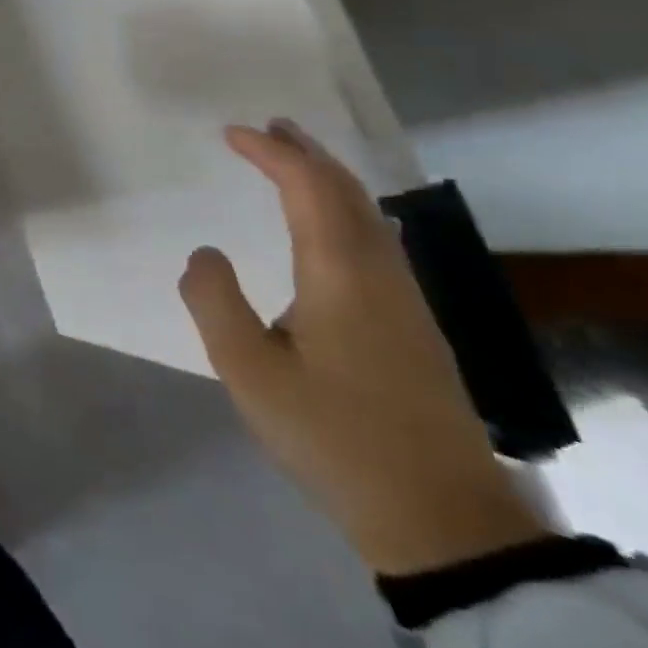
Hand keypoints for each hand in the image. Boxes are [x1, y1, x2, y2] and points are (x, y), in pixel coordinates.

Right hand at [180, 121, 549, 576]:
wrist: (442, 519)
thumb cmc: (334, 437)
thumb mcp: (249, 371)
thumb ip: (215, 302)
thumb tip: (206, 254)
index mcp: (340, 273)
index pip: (307, 187)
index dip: (270, 152)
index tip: (231, 132)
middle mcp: (380, 273)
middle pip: (346, 191)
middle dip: (306, 152)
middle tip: (268, 128)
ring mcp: (406, 301)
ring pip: (367, 214)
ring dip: (328, 179)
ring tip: (293, 163)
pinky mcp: (415, 327)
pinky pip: (376, 240)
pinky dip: (344, 210)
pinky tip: (331, 228)